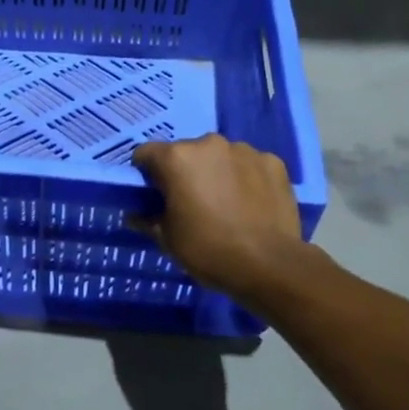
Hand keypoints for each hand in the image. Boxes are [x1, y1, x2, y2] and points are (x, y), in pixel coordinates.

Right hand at [131, 134, 307, 302]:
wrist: (270, 265)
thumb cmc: (209, 250)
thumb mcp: (167, 239)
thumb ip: (147, 219)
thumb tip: (135, 214)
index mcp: (177, 158)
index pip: (146, 153)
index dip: (145, 174)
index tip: (152, 195)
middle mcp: (209, 144)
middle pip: (185, 152)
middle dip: (184, 172)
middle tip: (190, 202)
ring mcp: (245, 150)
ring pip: (219, 157)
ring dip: (216, 172)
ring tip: (225, 204)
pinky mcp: (273, 162)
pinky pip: (250, 165)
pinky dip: (246, 178)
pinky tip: (251, 204)